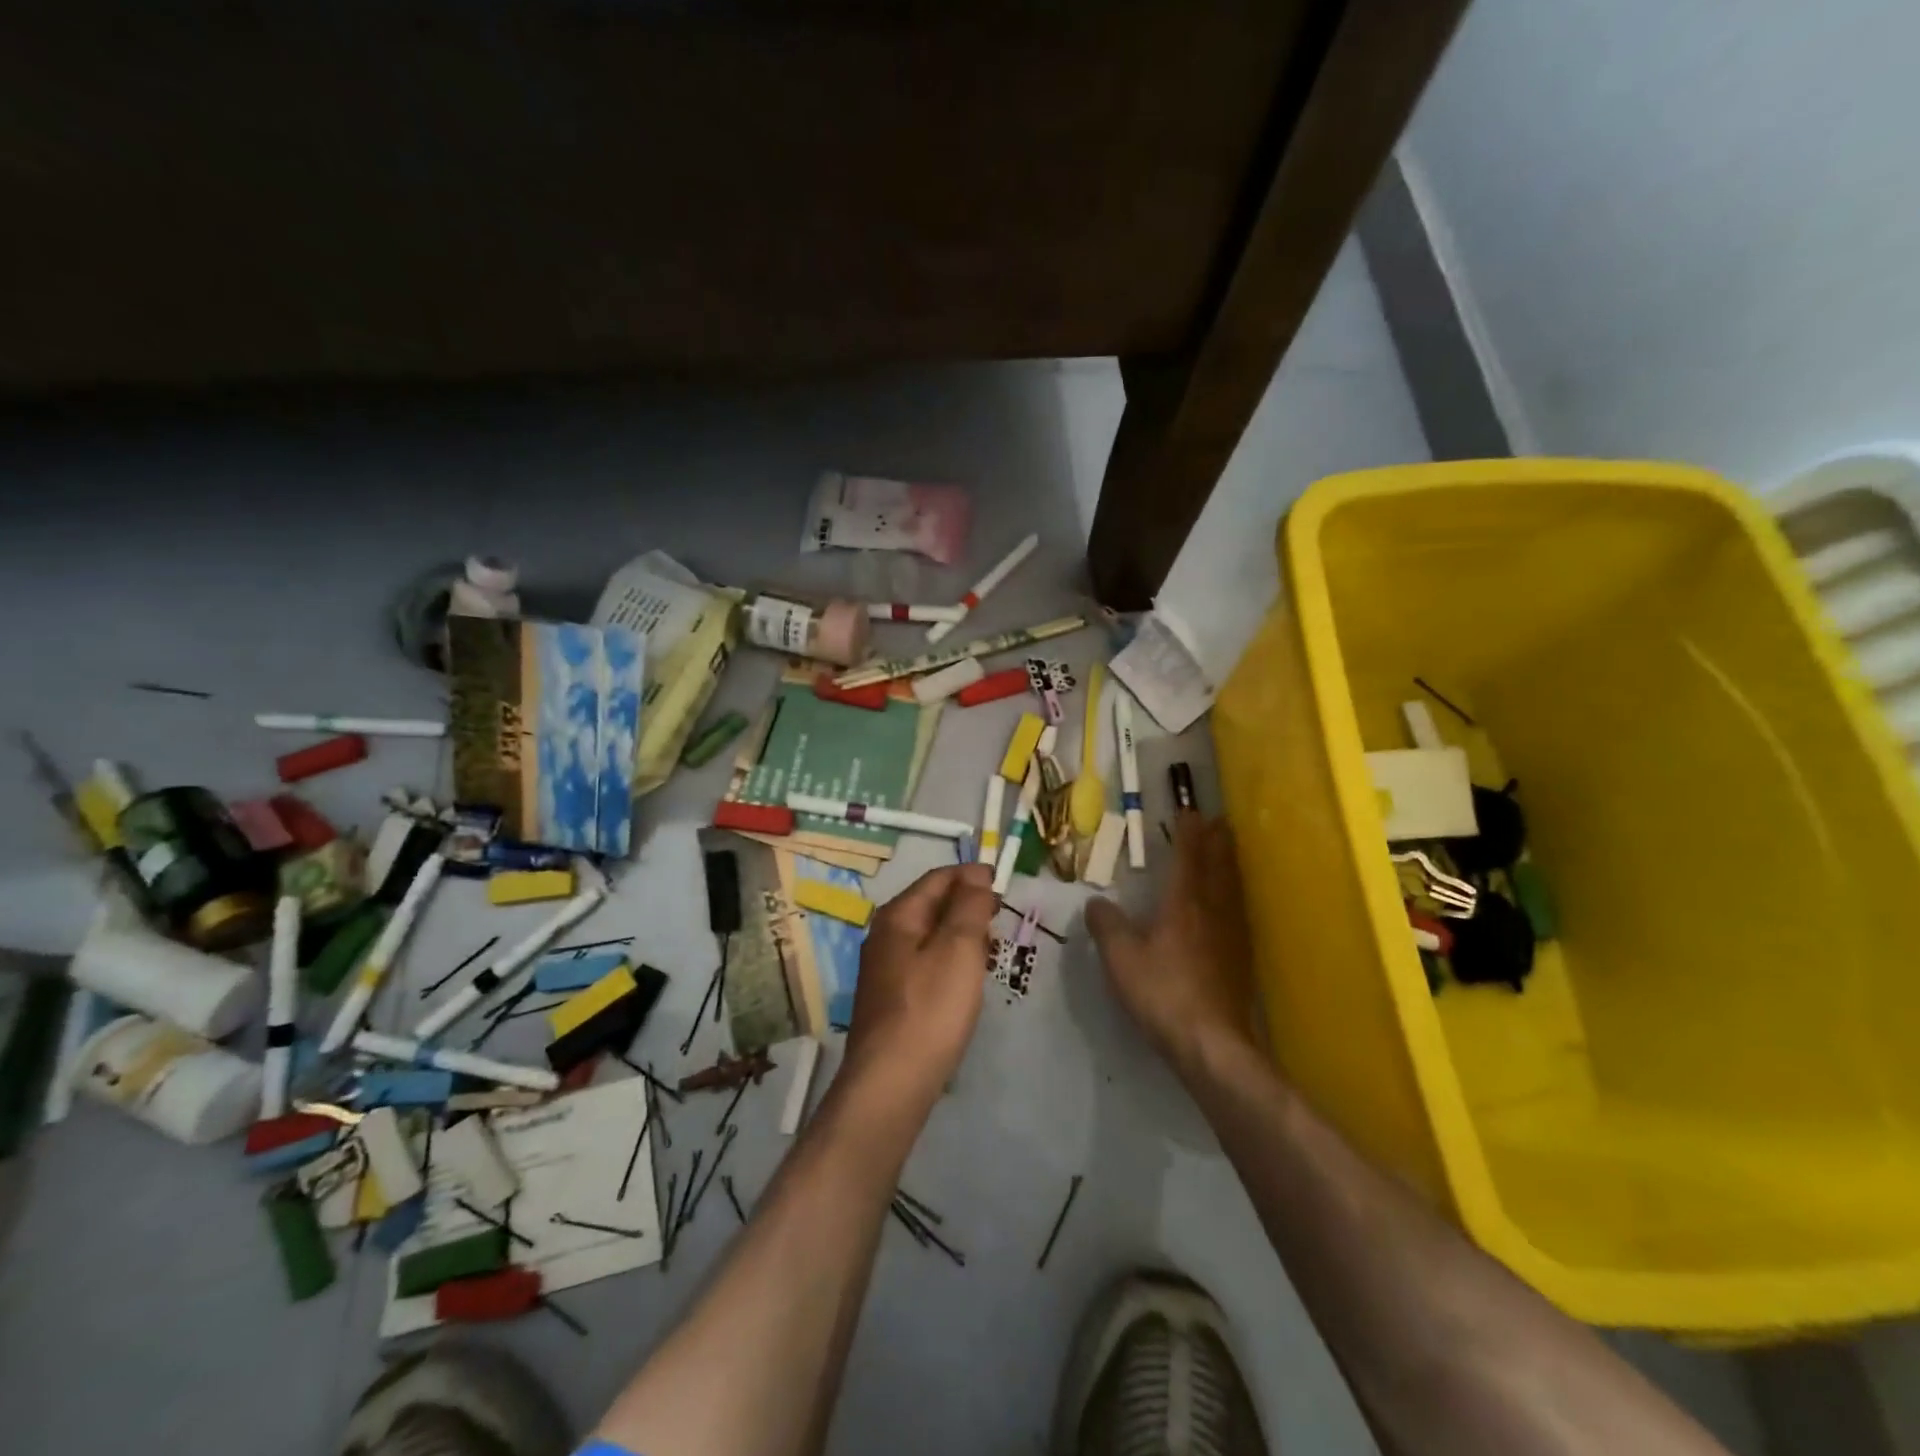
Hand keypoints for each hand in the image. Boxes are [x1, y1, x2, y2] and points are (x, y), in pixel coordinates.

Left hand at [840, 864, 998, 1110]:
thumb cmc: (931, 1008)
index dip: (972, 875)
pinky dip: (950, 960)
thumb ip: (969, 906)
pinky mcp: (891, 998)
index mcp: (898, 916)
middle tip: (1001, 918)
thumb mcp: (959, 948)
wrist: (891, 1082)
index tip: (1005, 884)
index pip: (938, 878)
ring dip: (961, 934)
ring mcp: (885, 968)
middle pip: (932, 904)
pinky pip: (925, 963)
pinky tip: (966, 981)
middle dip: (968, 904)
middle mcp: (885, 935)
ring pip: (930, 935)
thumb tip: (976, 874)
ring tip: (990, 949)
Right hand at [1086, 812, 1255, 1078]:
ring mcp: (1232, 935)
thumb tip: (1095, 902)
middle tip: (1219, 820)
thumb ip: (1106, 926)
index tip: (1189, 811)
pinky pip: (1239, 911)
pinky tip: (1232, 904)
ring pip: (1233, 887)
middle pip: (1219, 866)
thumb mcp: (1121, 959)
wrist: (1212, 1043)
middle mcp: (1212, 911)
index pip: (1188, 857)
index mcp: (1184, 904)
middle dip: (1217, 841)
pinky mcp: (1241, 959)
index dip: (1188, 833)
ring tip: (1229, 849)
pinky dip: (1235, 894)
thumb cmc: (1162, 993)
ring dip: (1230, 863)